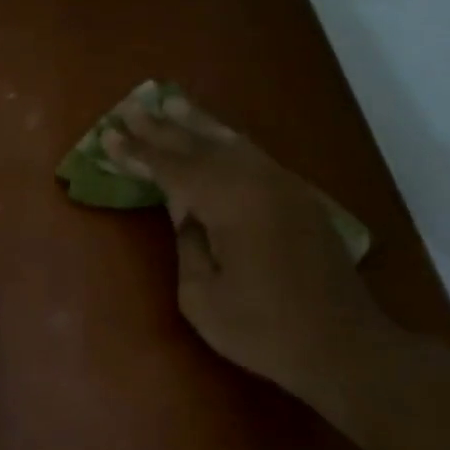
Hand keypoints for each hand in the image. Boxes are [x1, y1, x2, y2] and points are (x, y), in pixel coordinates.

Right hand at [102, 94, 391, 405]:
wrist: (342, 345)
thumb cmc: (261, 329)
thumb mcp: (202, 296)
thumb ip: (188, 244)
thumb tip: (186, 212)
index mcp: (232, 203)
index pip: (174, 169)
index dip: (139, 154)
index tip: (108, 136)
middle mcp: (260, 183)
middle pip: (203, 146)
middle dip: (164, 128)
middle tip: (132, 107)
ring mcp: (286, 188)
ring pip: (234, 144)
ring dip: (199, 125)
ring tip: (171, 104)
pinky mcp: (300, 201)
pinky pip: (254, 158)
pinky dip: (227, 143)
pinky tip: (217, 138)